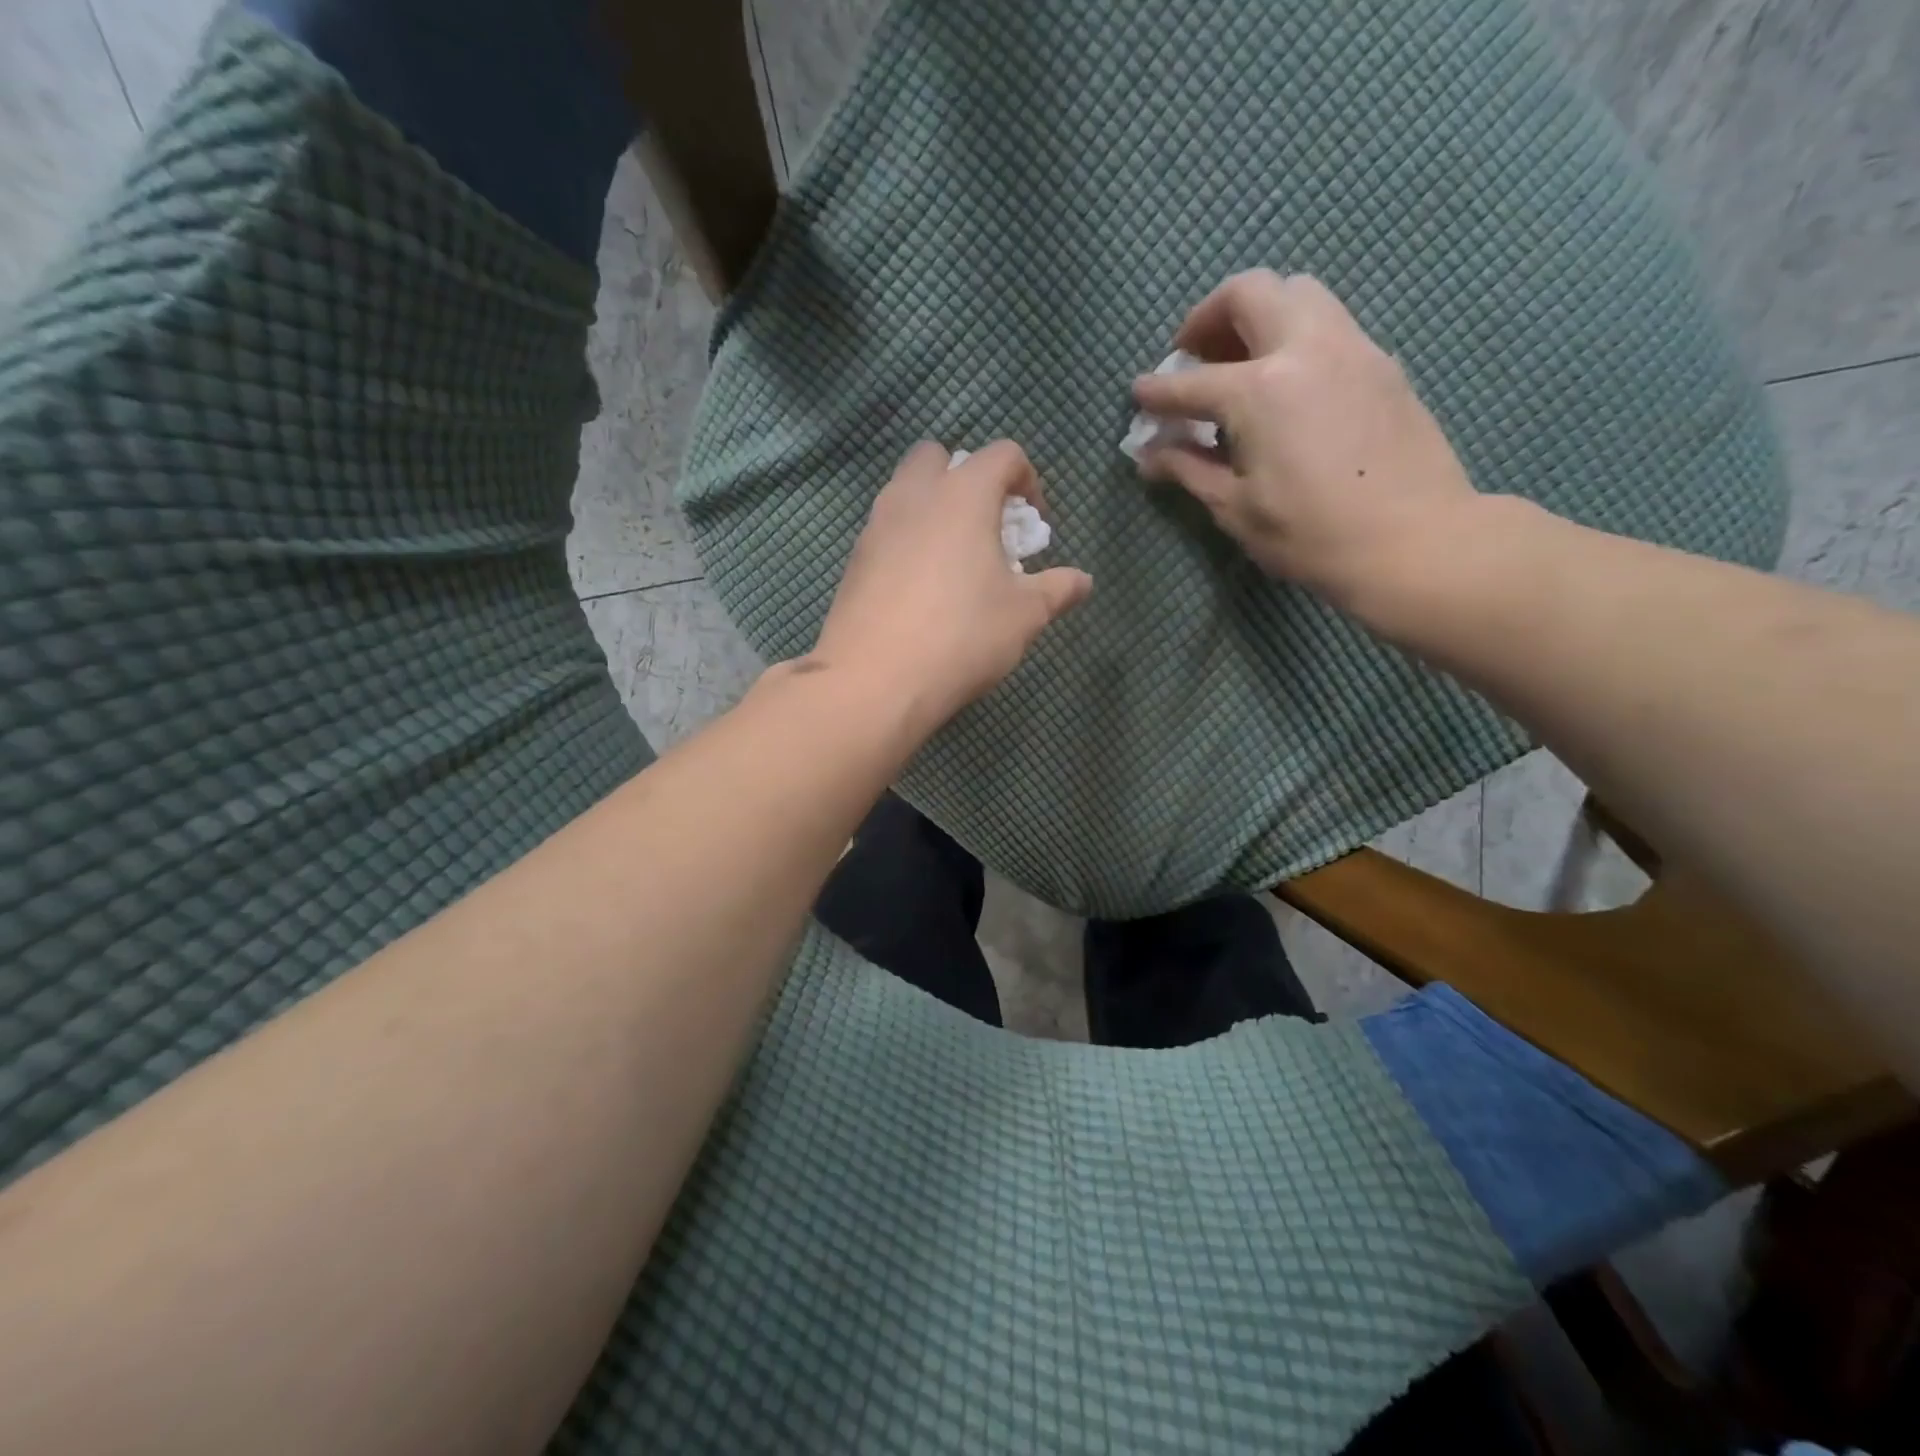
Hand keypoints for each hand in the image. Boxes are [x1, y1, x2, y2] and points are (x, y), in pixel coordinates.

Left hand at [810, 440, 1091, 728]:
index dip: (1028, 480)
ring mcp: (876, 525)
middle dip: (966, 478)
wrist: (874, 680)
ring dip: (933, 508)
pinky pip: (886, 530)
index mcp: (963, 494)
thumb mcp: (1024, 615)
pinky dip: (907, 540)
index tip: (1035, 523)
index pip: (1002, 454)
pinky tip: (920, 589)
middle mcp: (914, 496)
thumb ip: (1057, 589)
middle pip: (937, 457)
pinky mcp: (854, 559)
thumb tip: (1083, 581)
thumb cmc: (961, 636)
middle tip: (985, 526)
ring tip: (954, 560)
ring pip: (905, 491)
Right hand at [1133, 271, 1481, 620]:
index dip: (1156, 391)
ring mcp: (1351, 347)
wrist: (1415, 540)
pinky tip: (1287, 383)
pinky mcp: (1382, 362)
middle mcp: (1305, 348)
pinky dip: (1295, 335)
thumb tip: (1150, 454)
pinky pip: (1329, 323)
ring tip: (1240, 361)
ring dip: (1258, 314)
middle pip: (1250, 292)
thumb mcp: (1235, 508)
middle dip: (1208, 316)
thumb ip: (1188, 469)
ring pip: (1298, 293)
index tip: (1138, 393)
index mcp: (1259, 390)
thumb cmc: (1312, 534)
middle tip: (1192, 356)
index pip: (1190, 382)